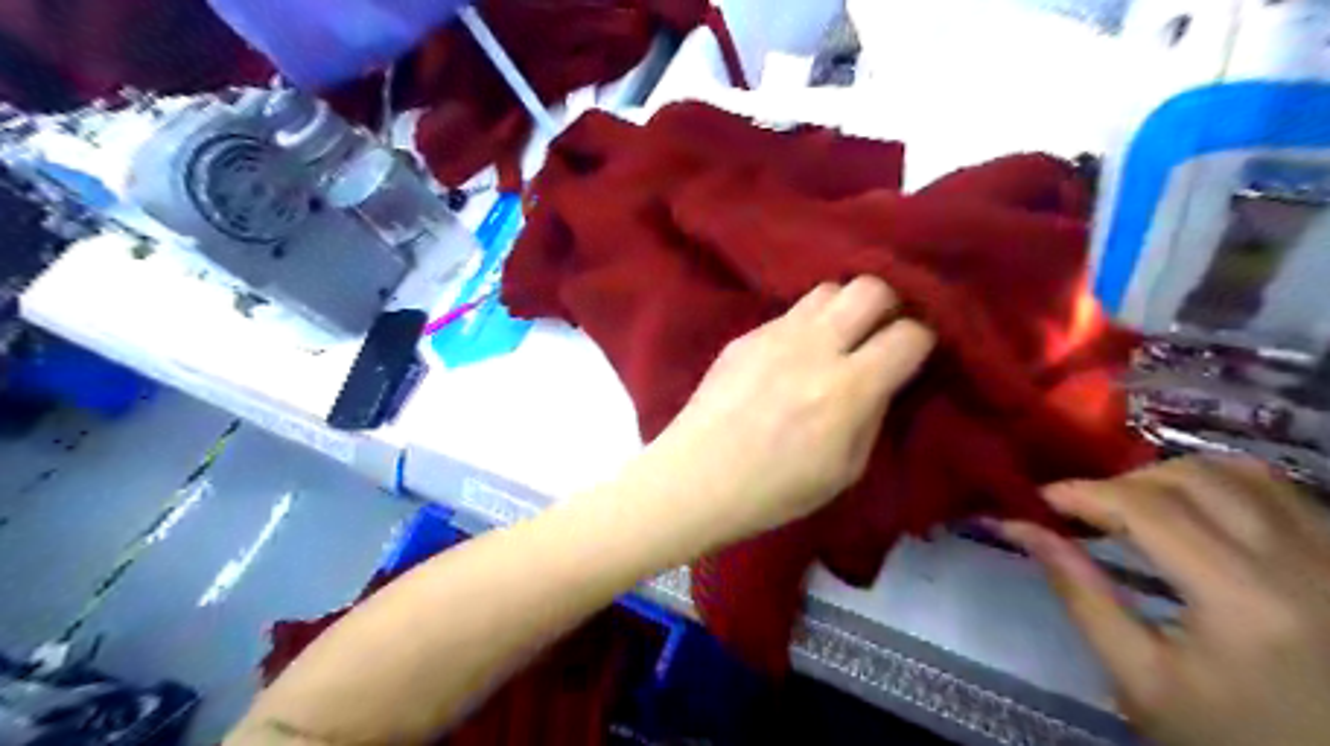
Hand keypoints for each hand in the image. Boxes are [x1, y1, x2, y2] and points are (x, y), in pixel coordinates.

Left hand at [645, 277, 932, 545]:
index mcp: (846, 389)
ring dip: (844, 309)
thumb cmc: (773, 490)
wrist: (695, 478)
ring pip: (828, 289)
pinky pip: (789, 313)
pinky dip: (805, 326)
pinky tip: (793, 356)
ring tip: (837, 339)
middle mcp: (814, 347)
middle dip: (889, 306)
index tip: (914, 355)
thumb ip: (873, 415)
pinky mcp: (745, 335)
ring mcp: (774, 335)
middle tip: (880, 335)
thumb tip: (883, 379)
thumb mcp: (844, 470)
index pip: (909, 334)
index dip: (922, 341)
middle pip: (870, 287)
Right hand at [1004, 455, 1328, 745]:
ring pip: (1240, 471)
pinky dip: (1223, 484)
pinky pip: (1280, 491)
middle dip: (1121, 484)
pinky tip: (1195, 511)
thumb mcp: (1140, 678)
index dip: (1082, 492)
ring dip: (1170, 477)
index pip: (1146, 508)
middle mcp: (1301, 561)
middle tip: (1084, 511)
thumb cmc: (1229, 736)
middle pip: (1190, 478)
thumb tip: (1020, 527)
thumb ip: (1079, 593)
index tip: (1038, 499)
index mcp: (1243, 600)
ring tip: (1136, 506)